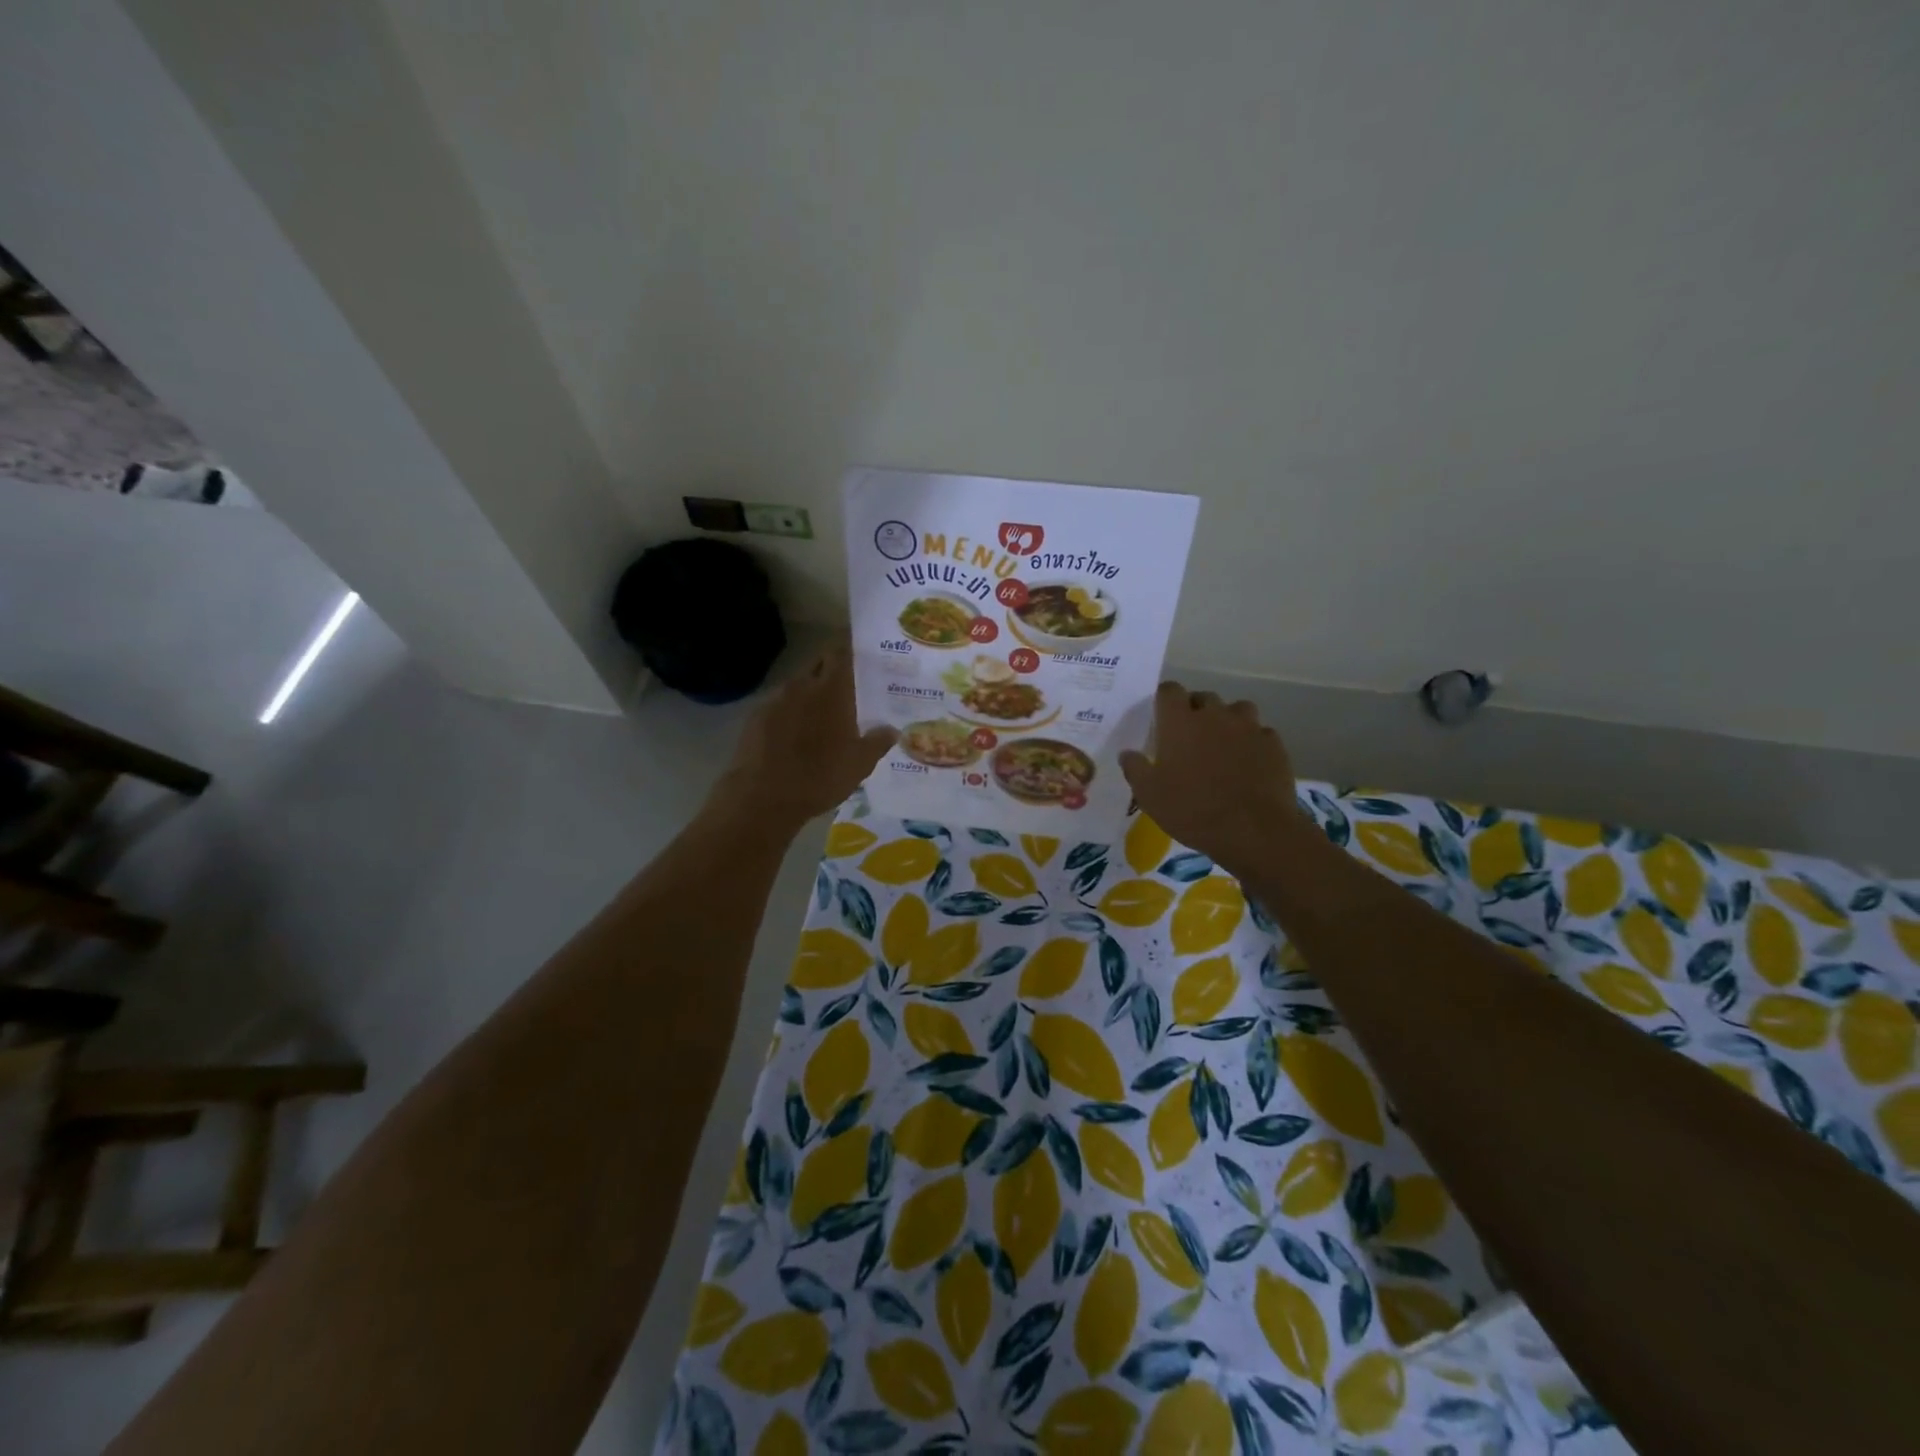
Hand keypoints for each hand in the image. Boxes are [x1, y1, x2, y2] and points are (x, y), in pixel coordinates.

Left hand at [707, 648, 896, 832]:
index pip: (841, 653)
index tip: (861, 654)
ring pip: (797, 686)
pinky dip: (790, 712)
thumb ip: (877, 742)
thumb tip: (892, 729)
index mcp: (831, 690)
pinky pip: (779, 706)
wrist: (762, 797)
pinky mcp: (755, 718)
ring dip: (810, 693)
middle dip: (831, 670)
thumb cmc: (819, 777)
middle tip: (848, 686)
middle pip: (818, 664)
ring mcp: (775, 700)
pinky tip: (796, 733)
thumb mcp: (859, 764)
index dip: (850, 649)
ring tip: (822, 714)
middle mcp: (802, 686)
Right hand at [1119, 682, 1300, 877]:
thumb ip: (1135, 769)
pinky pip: (1260, 733)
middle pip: (1203, 697)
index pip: (1169, 690)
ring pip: (1237, 710)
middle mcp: (1214, 715)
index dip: (1164, 699)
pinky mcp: (1274, 744)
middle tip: (1189, 737)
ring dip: (1227, 721)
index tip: (1161, 716)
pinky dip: (1252, 741)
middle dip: (1195, 711)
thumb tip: (1128, 753)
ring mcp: (1248, 727)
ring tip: (1223, 744)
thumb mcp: (1149, 796)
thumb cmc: (1192, 810)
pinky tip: (1249, 762)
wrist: (1253, 830)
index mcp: (1180, 722)